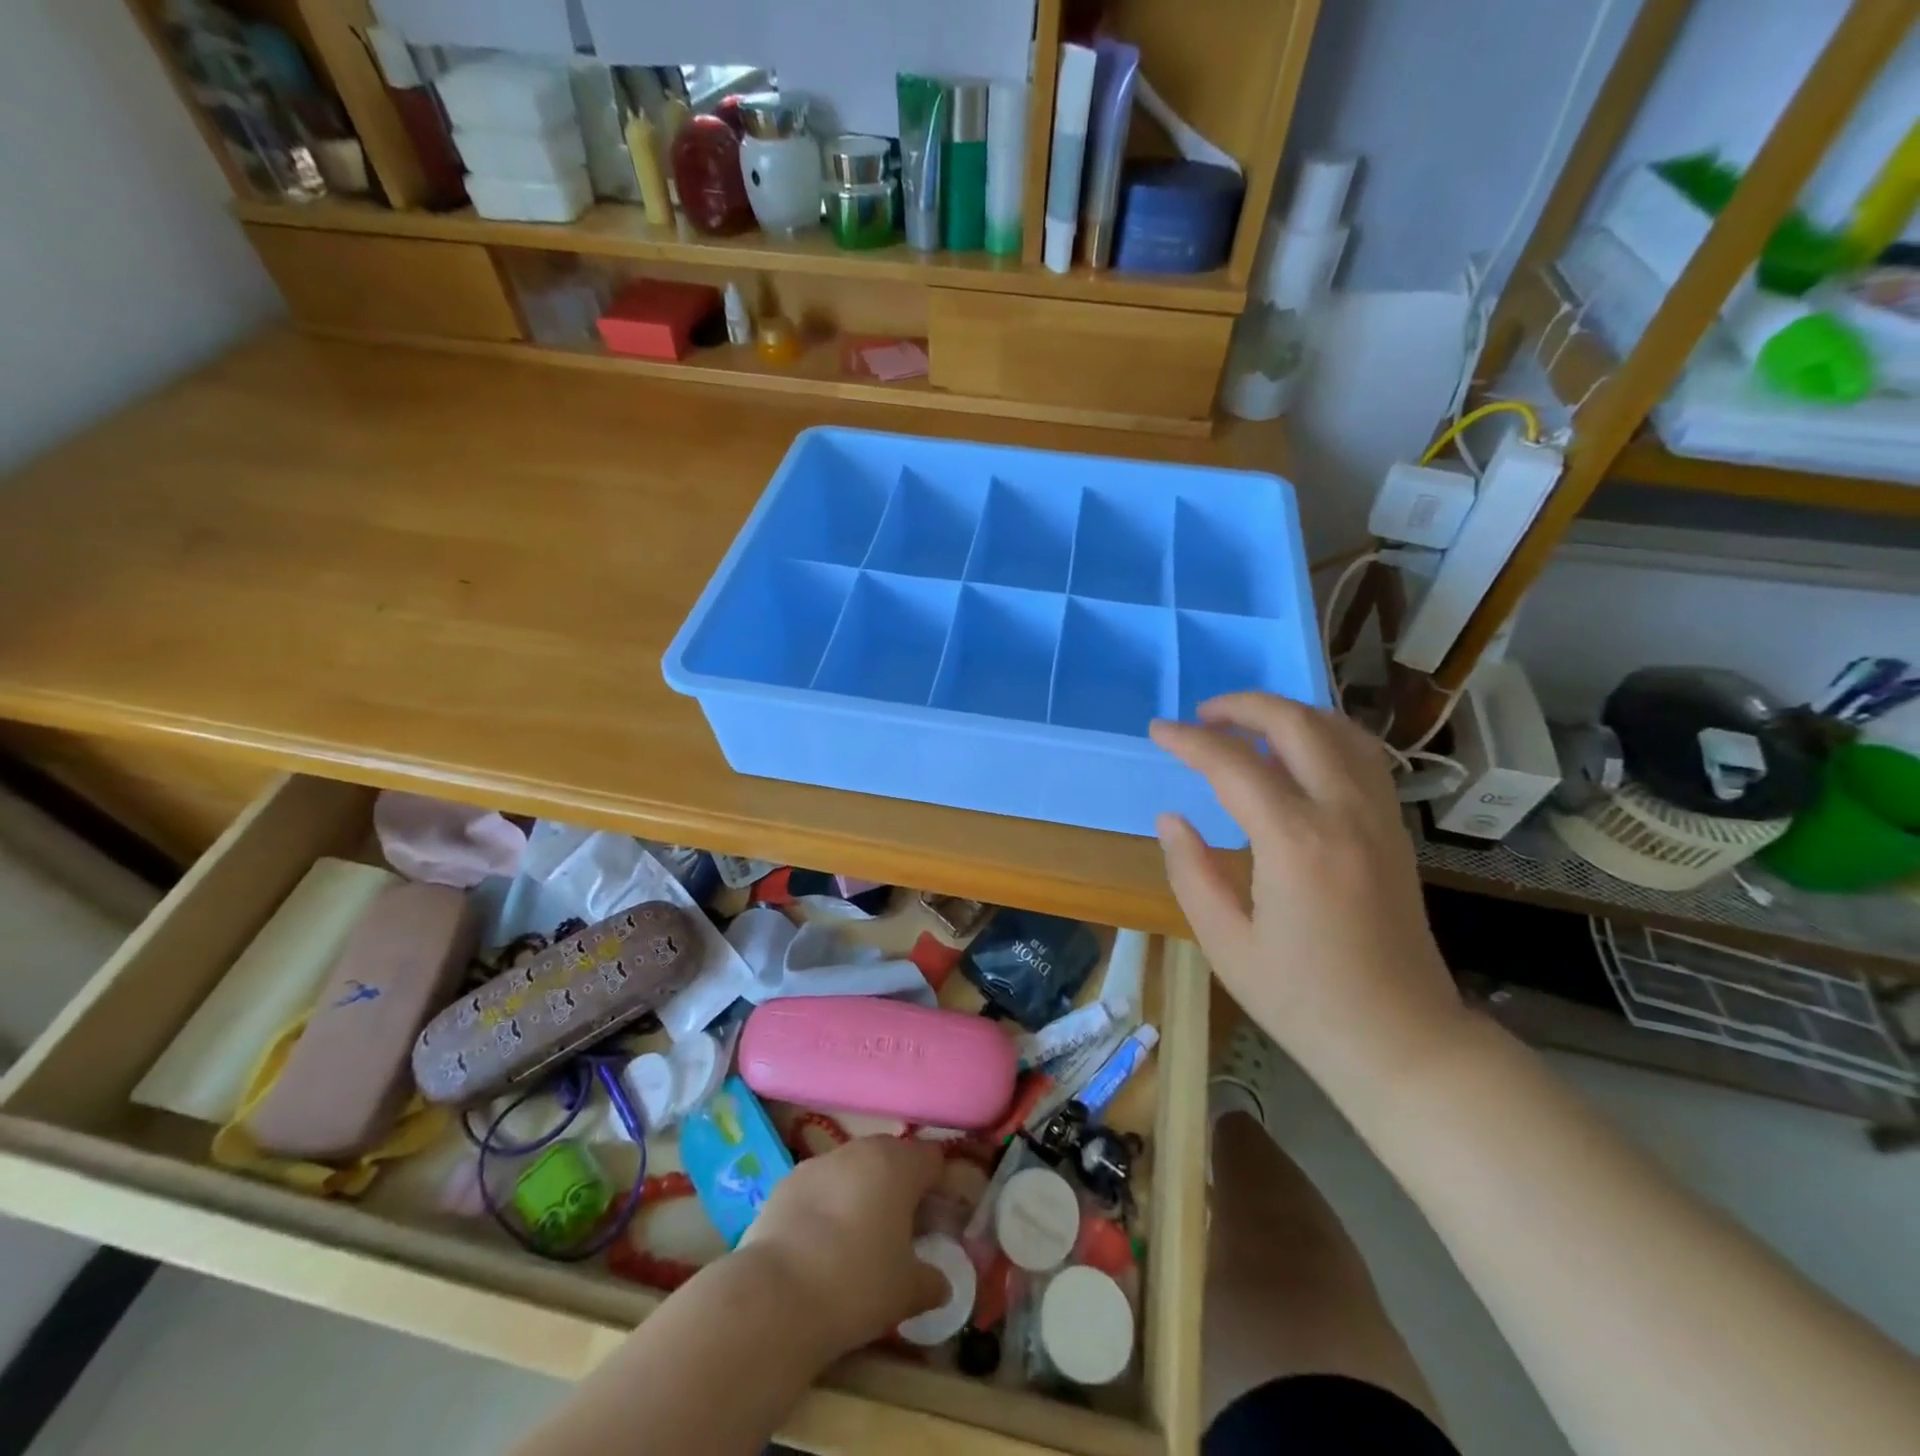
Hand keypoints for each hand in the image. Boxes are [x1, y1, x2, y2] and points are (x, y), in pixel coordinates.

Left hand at [741, 1135, 948, 1357]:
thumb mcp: (906, 1292)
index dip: (940, 1186)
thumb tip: (942, 1284)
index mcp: (898, 1165)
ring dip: (862, 1192)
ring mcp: (819, 1162)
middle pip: (892, 1157)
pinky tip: (820, 1244)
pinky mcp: (785, 1181)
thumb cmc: (857, 1284)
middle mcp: (860, 1150)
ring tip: (858, 1238)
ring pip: (853, 1169)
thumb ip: (931, 1282)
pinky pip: (820, 1186)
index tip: (939, 1220)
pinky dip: (827, 1204)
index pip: (933, 1159)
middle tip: (902, 1229)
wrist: (775, 1296)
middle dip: (900, 1186)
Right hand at [1150, 693, 1470, 1094]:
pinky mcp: (1394, 829)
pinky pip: (1362, 756)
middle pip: (1295, 724)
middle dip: (1242, 706)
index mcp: (1295, 844)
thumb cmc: (1303, 1001)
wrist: (1403, 1040)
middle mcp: (1344, 814)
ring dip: (1287, 714)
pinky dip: (1324, 734)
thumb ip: (1191, 871)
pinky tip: (1297, 753)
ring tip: (1246, 727)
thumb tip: (1171, 818)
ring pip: (1338, 729)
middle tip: (1201, 716)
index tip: (1157, 730)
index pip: (1233, 765)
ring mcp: (1378, 817)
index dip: (1189, 741)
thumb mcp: (1226, 944)